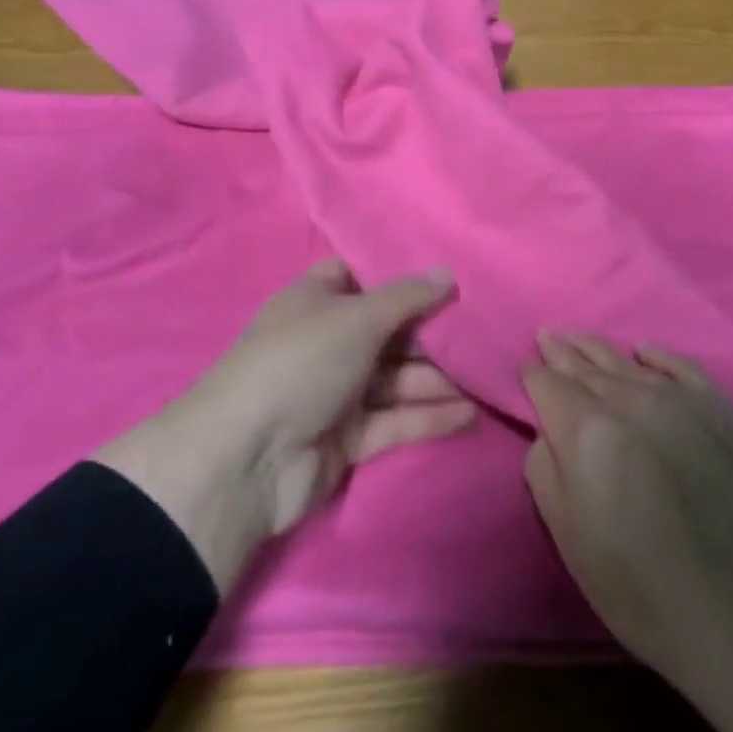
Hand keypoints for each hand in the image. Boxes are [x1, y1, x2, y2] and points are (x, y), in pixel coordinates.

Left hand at [97, 259, 475, 592]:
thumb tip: (448, 272)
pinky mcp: (347, 438)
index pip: (356, 279)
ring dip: (436, 381)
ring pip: (395, 379)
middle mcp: (325, 343)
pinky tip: (468, 415)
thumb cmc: (300, 363)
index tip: (442, 280)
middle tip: (479, 336)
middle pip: (386, 333)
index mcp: (314, 303)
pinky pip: (394, 420)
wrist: (247, 458)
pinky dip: (427, 417)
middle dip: (429, 335)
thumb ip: (407, 297)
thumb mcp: (357, 318)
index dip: (394, 278)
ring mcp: (335, 392)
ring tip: (485, 379)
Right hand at [524, 335, 732, 731]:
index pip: (548, 385)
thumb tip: (549, 433)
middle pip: (585, 365)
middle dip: (562, 353)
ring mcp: (680, 399)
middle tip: (547, 336)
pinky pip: (680, 365)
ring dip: (598, 348)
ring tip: (579, 338)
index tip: (525, 371)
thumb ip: (546, 472)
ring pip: (627, 360)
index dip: (532, 376)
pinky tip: (644, 351)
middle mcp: (630, 400)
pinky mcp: (720, 408)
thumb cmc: (645, 590)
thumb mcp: (571, 542)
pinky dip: (656, 355)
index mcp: (587, 430)